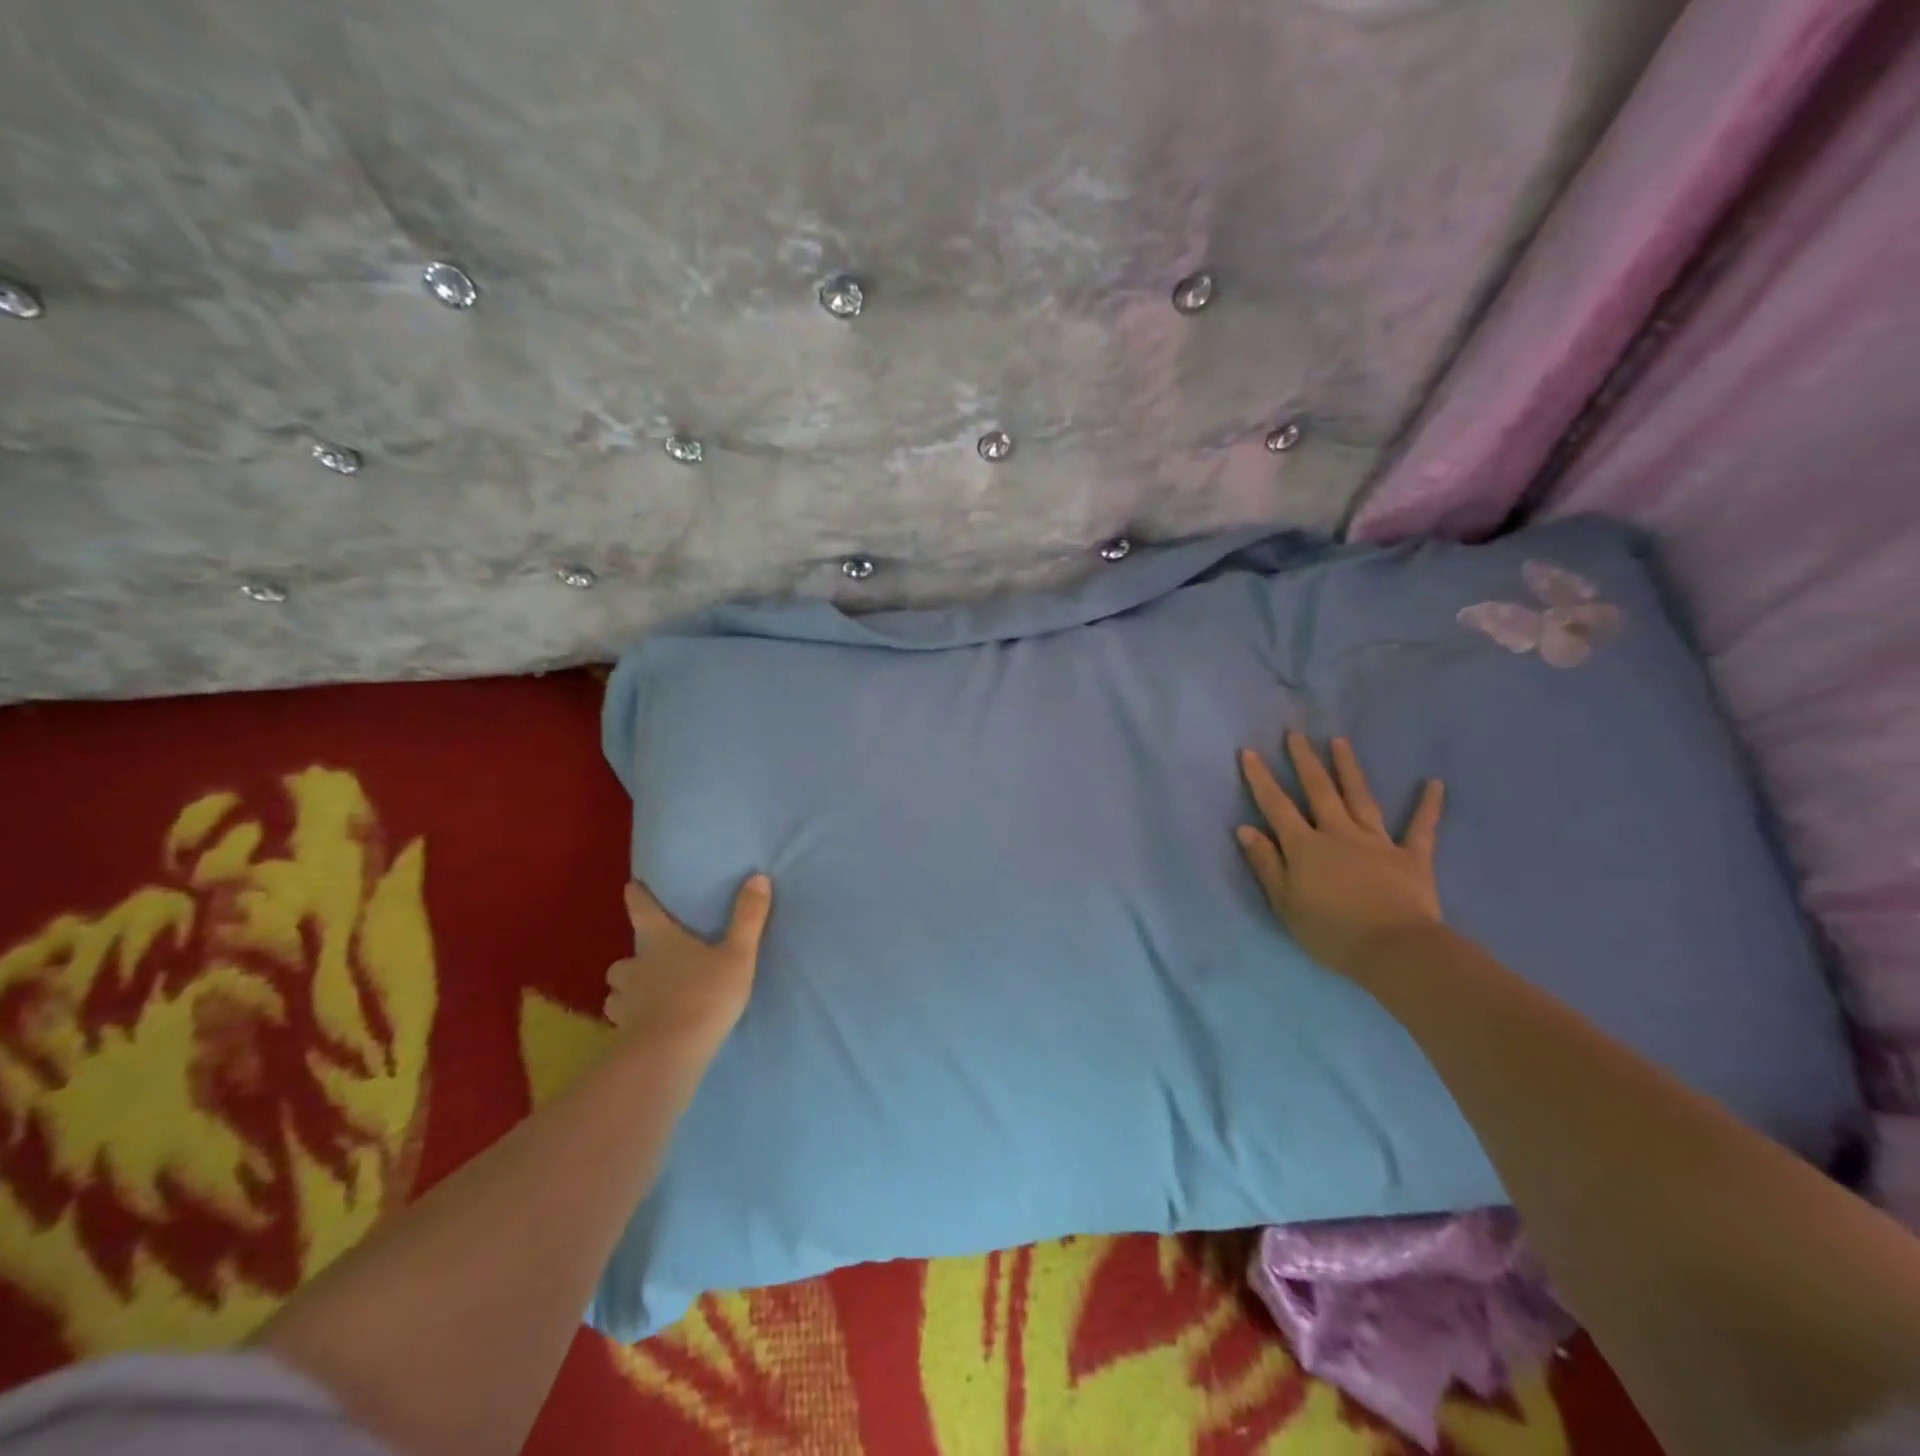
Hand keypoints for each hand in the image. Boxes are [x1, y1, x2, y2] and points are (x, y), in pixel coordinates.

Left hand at [605, 875, 772, 1057]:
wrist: (671, 1054)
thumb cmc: (705, 995)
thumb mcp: (738, 954)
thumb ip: (748, 918)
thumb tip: (758, 877)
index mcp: (660, 942)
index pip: (642, 911)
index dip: (636, 896)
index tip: (631, 886)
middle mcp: (636, 968)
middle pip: (623, 959)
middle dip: (633, 959)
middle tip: (650, 962)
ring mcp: (626, 1003)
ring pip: (617, 992)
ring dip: (627, 991)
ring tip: (645, 996)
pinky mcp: (624, 1034)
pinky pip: (622, 1022)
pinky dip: (631, 1020)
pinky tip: (646, 1026)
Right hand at [1236, 733, 1445, 977]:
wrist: (1395, 950)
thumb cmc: (1331, 932)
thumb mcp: (1285, 904)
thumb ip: (1266, 864)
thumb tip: (1245, 829)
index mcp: (1305, 847)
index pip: (1276, 806)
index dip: (1261, 778)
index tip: (1249, 752)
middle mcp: (1338, 833)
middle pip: (1319, 791)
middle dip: (1305, 761)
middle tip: (1296, 734)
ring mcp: (1377, 841)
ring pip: (1360, 797)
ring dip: (1349, 768)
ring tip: (1340, 741)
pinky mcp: (1412, 857)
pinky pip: (1421, 827)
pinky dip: (1428, 805)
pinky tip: (1435, 783)